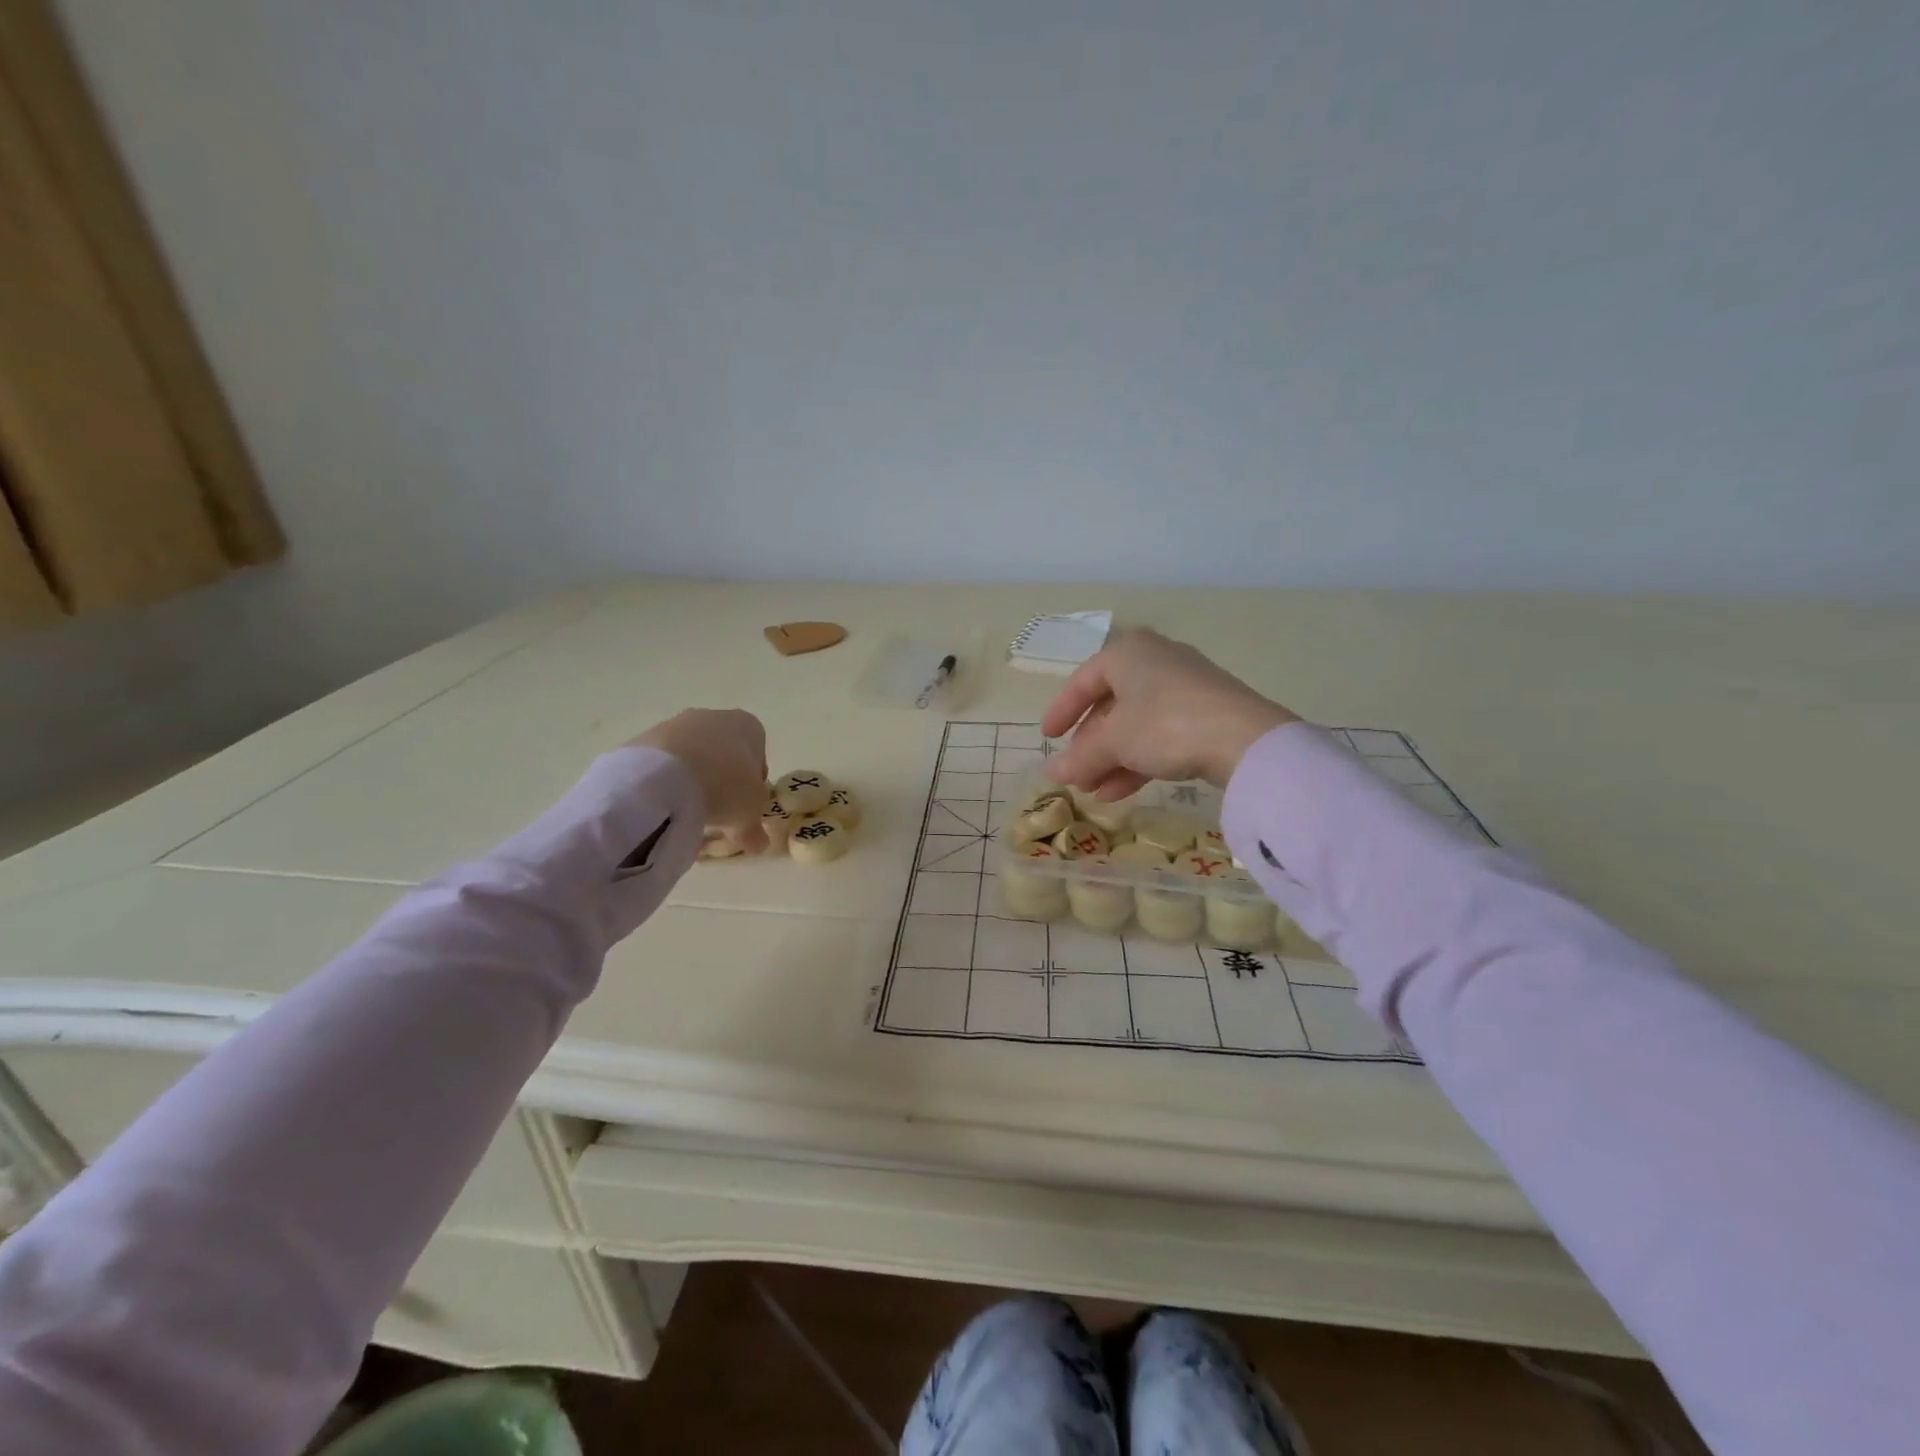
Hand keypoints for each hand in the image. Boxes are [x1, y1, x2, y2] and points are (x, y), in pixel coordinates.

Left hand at [629, 709, 769, 853]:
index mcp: (747, 726)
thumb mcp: (749, 816)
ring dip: (691, 780)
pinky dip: (663, 782)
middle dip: (720, 778)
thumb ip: (755, 829)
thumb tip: (757, 843)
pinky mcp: (643, 739)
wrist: (663, 777)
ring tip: (686, 813)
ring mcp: (674, 724)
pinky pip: (661, 764)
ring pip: (689, 756)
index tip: (745, 803)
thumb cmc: (725, 787)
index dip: (752, 779)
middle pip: (721, 751)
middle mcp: (712, 717)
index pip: (757, 750)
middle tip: (717, 810)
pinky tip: (662, 806)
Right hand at [1040, 629, 1297, 797]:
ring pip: (1136, 724)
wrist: (1246, 740)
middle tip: (1076, 773)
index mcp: (1128, 653)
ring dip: (1112, 759)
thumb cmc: (1165, 725)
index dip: (1061, 711)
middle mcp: (1155, 661)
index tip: (1048, 738)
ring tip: (1094, 792)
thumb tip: (1052, 773)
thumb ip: (1080, 757)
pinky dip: (1138, 760)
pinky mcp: (1207, 713)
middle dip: (1090, 745)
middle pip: (1110, 705)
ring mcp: (1185, 687)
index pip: (1082, 680)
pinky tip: (1121, 792)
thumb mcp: (1114, 743)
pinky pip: (1161, 734)